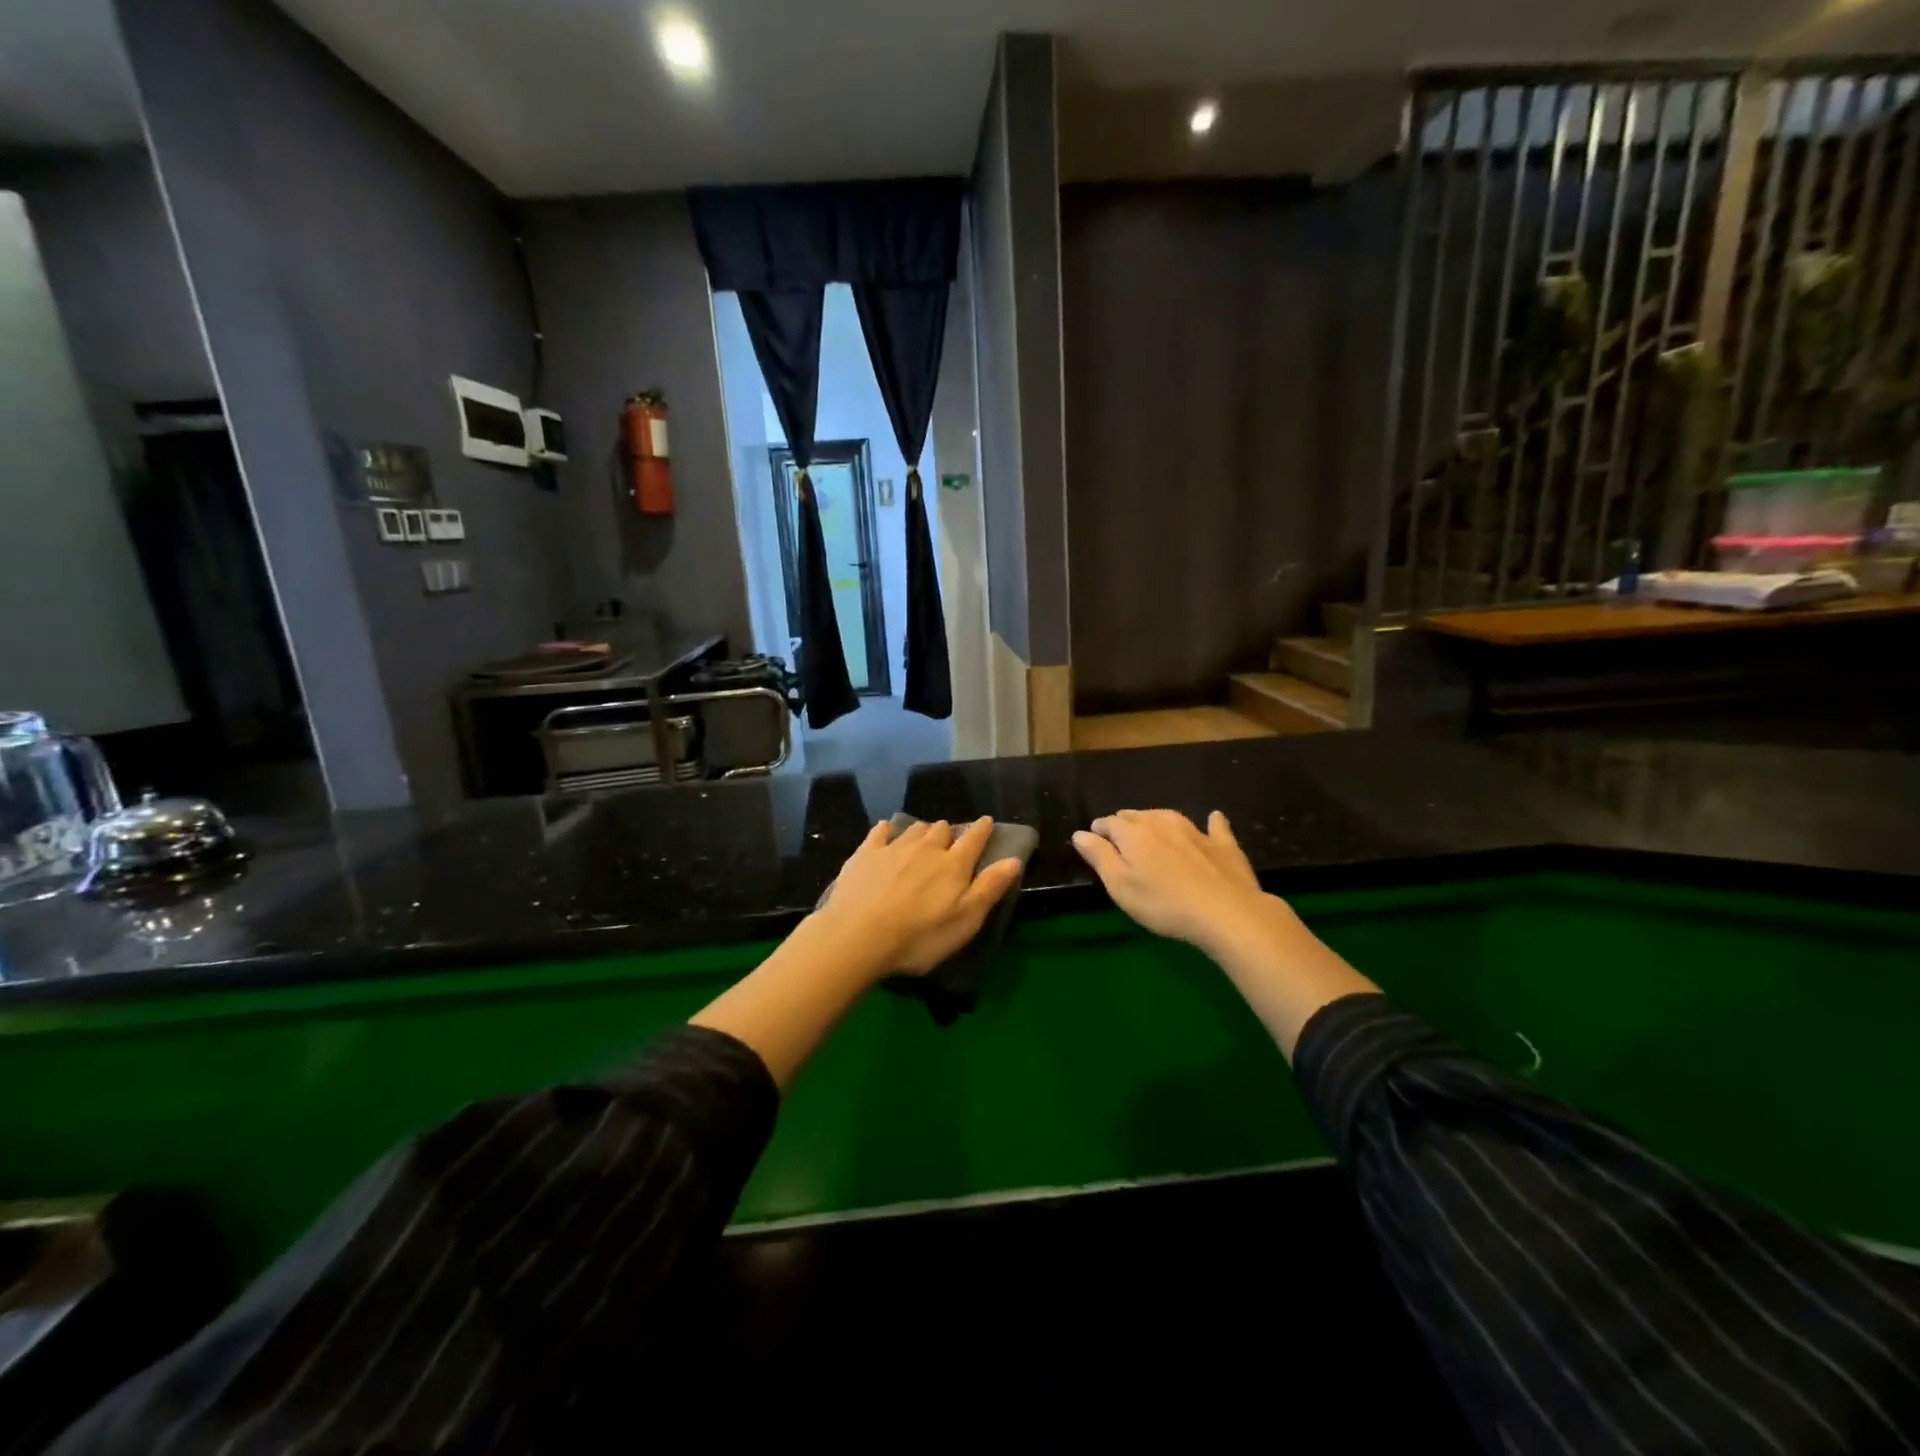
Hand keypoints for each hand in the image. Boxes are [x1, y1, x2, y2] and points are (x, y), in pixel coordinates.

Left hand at [816, 818, 1023, 976]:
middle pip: (942, 829)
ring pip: (915, 828)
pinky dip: (888, 830)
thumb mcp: (965, 921)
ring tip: (922, 841)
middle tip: (949, 844)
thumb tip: (1014, 859)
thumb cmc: (919, 937)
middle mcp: (926, 848)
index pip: (974, 838)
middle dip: (949, 833)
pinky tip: (886, 833)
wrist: (858, 936)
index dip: (982, 829)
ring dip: (922, 831)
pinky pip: (881, 831)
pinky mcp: (866, 853)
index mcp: (954, 865)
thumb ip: (989, 888)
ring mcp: (894, 848)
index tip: (986, 822)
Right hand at [1072, 809, 1292, 957]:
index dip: (1099, 831)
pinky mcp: (1223, 844)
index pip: (1109, 823)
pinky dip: (1211, 822)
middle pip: (1137, 816)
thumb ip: (1099, 857)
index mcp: (1133, 833)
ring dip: (1157, 821)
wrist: (1227, 912)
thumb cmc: (1164, 904)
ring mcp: (1195, 830)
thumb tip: (1080, 833)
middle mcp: (1162, 823)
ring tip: (1151, 828)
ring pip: (1169, 816)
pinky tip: (1214, 818)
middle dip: (1125, 824)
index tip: (1094, 842)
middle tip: (1120, 840)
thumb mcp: (1120, 885)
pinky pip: (1215, 826)